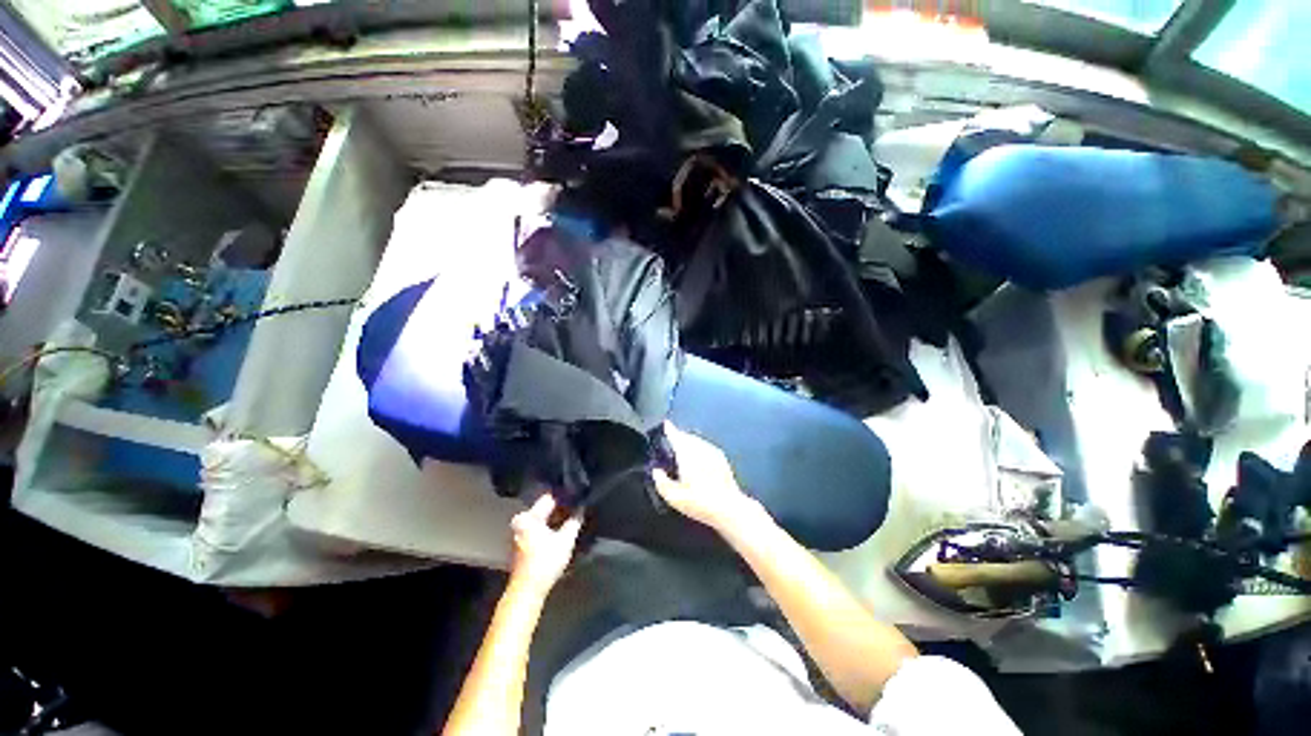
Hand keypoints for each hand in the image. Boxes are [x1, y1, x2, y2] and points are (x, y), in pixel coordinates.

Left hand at [509, 494, 582, 596]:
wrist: (527, 591)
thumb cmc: (545, 563)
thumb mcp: (565, 540)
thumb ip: (575, 520)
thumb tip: (581, 509)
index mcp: (527, 517)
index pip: (549, 498)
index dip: (566, 496)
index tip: (579, 496)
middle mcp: (520, 522)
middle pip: (545, 509)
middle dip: (562, 508)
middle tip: (579, 507)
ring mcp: (519, 534)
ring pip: (542, 519)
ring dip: (557, 519)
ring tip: (574, 518)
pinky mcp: (522, 544)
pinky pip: (539, 529)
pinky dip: (550, 528)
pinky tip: (563, 530)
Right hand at [652, 423, 753, 528]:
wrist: (729, 508)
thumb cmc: (700, 502)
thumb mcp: (674, 497)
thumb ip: (661, 482)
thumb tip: (656, 472)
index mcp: (687, 453)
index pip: (676, 436)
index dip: (670, 429)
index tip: (666, 424)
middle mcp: (700, 448)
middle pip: (687, 436)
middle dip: (679, 436)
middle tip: (671, 439)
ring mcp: (712, 452)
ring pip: (697, 441)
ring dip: (689, 442)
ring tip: (683, 449)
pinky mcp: (722, 459)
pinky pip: (706, 447)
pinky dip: (699, 448)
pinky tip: (698, 459)